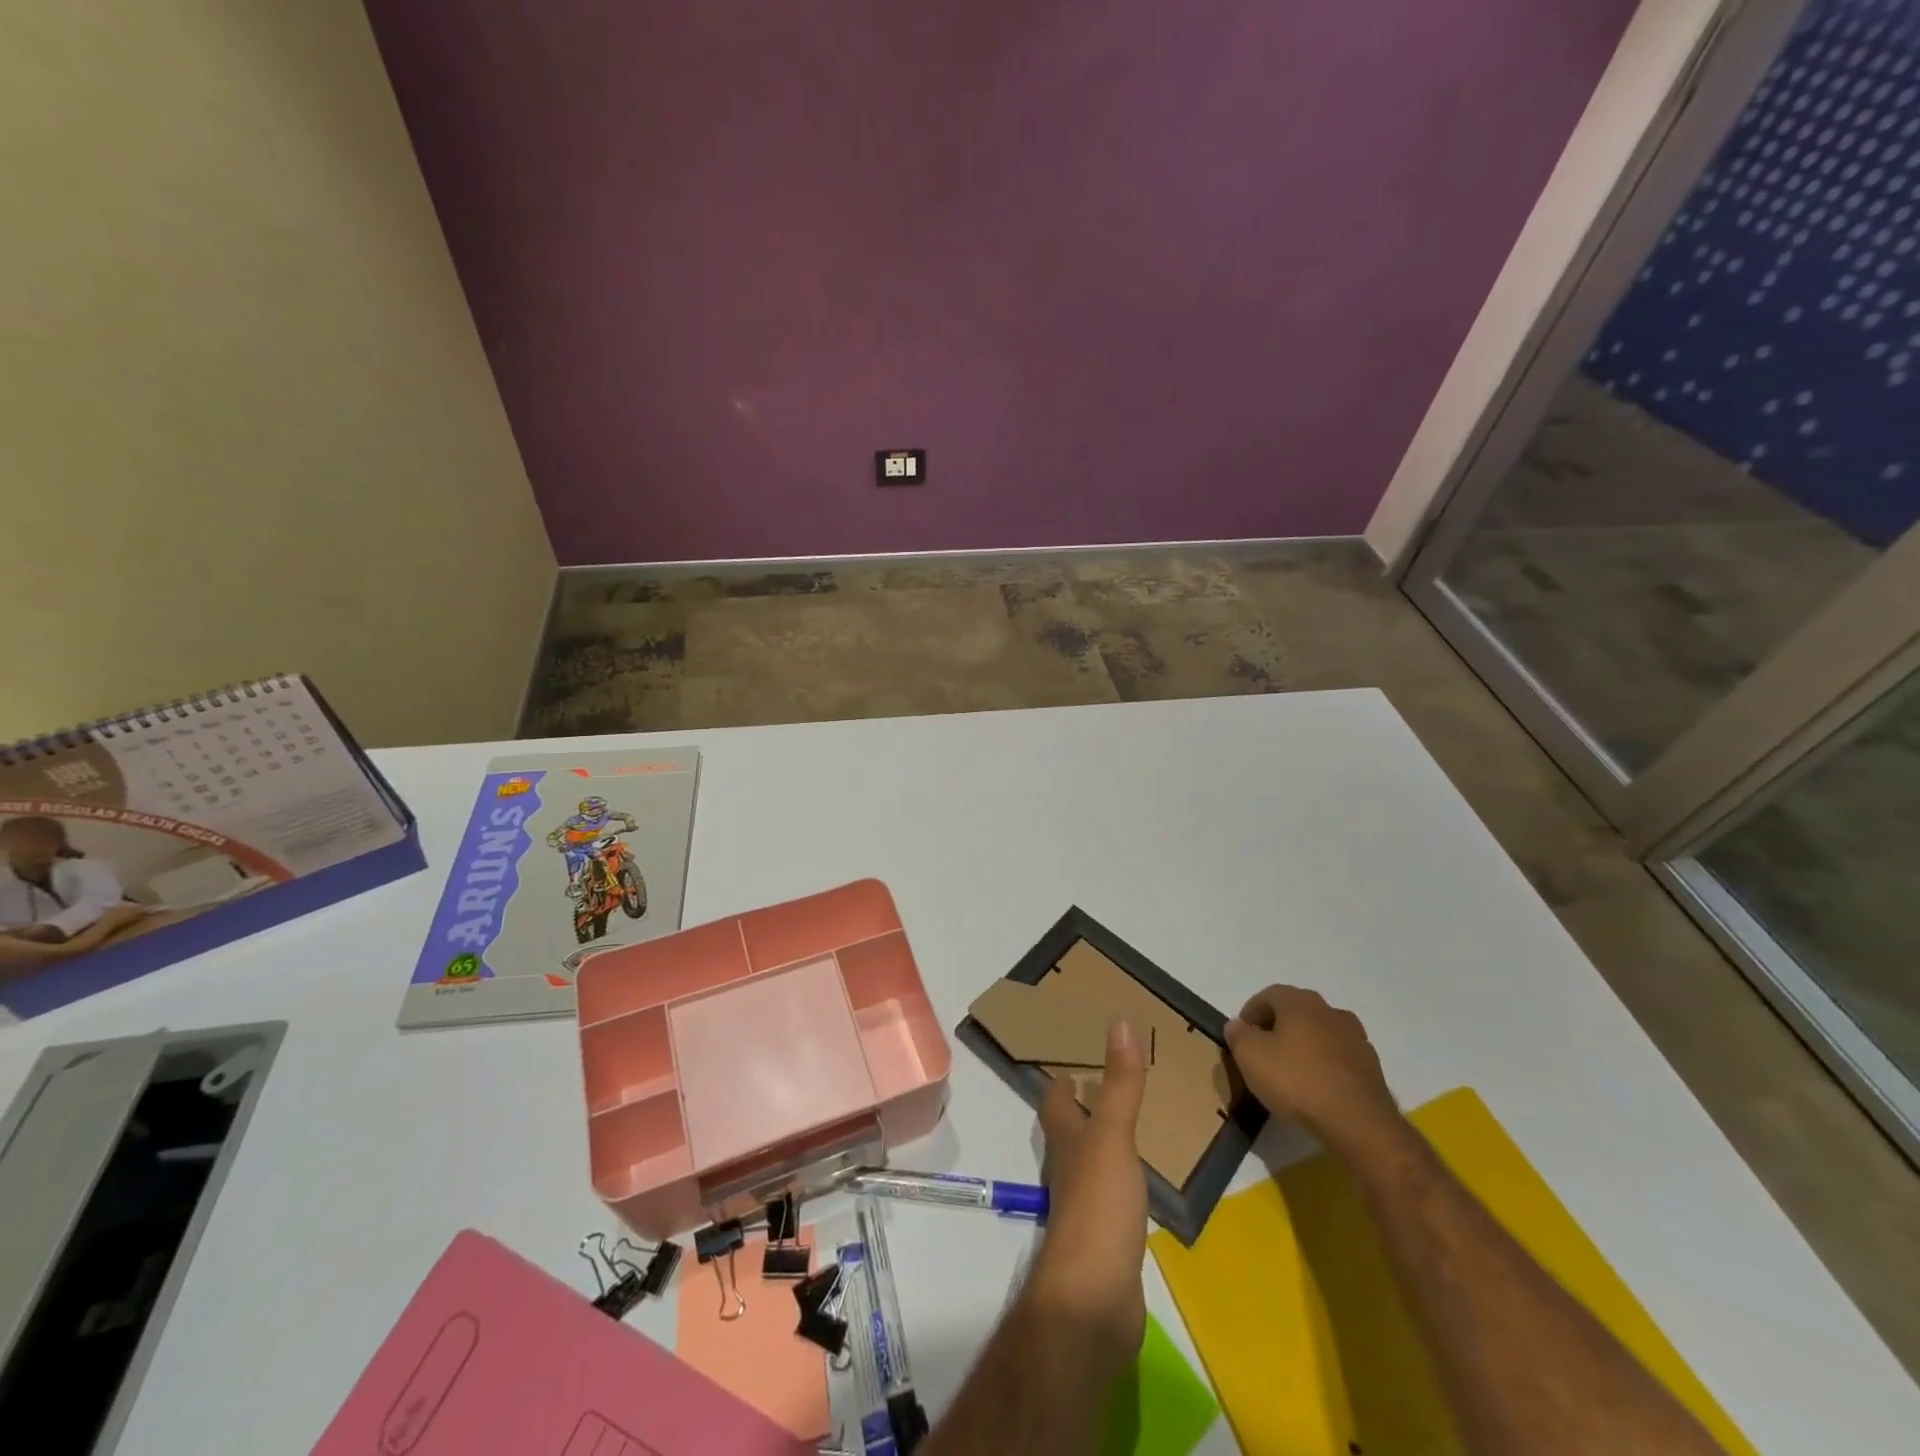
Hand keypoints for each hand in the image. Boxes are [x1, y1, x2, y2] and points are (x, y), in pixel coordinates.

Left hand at [1025, 1018, 1148, 1375]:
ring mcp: (1087, 1205)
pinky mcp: (1107, 1239)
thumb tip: (1118, 1021)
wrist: (1094, 1301)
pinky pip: (1114, 1197)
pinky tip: (1143, 1181)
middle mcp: (1070, 1167)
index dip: (1060, 1077)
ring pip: (1092, 1161)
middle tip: (1111, 1080)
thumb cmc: (1098, 1207)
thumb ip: (1119, 1084)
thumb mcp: (1112, 1136)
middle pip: (1070, 1129)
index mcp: (1067, 1139)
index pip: (1055, 1098)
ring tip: (1132, 1122)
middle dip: (1085, 1106)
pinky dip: (1125, 1180)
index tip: (1074, 1052)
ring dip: (1105, 1141)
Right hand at [1224, 985, 1403, 1157]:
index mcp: (1300, 1002)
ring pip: (1320, 1033)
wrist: (1358, 1123)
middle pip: (1297, 1011)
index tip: (1241, 1034)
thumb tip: (1237, 1025)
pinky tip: (1316, 1087)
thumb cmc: (1297, 1081)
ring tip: (1290, 1070)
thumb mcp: (1250, 1056)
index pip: (1269, 995)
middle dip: (1277, 1026)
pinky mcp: (1372, 1067)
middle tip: (1262, 1050)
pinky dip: (1325, 1064)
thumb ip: (1238, 1035)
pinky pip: (1339, 1057)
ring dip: (1304, 1044)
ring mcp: (1356, 1038)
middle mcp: (1330, 1011)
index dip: (1251, 1012)